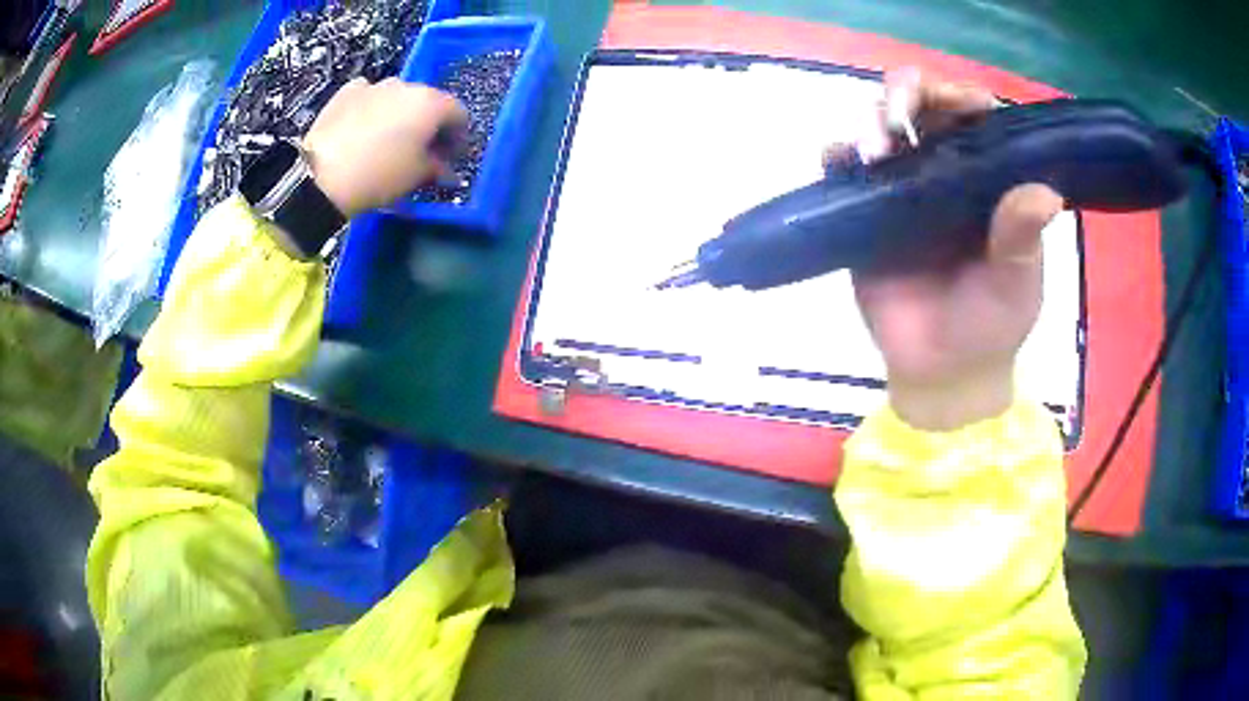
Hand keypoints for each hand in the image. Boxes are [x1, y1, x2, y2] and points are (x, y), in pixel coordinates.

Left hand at [302, 77, 467, 217]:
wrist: (321, 175)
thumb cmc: (379, 175)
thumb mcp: (416, 176)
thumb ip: (438, 167)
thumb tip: (445, 169)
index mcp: (431, 103)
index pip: (459, 114)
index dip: (458, 137)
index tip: (451, 156)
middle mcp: (407, 86)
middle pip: (428, 102)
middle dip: (428, 124)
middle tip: (420, 150)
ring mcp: (375, 85)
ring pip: (397, 97)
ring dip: (399, 115)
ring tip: (388, 140)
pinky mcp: (347, 92)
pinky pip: (369, 96)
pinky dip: (371, 108)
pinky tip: (363, 127)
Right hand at [843, 69, 1064, 430]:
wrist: (942, 373)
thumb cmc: (991, 325)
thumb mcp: (1017, 284)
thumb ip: (1023, 239)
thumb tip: (1046, 193)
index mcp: (985, 179)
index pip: (973, 118)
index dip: (963, 98)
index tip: (963, 103)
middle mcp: (942, 171)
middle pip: (919, 107)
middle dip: (907, 92)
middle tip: (901, 110)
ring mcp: (899, 189)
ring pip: (878, 128)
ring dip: (871, 121)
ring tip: (875, 148)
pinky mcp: (863, 212)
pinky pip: (843, 171)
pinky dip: (836, 155)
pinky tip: (842, 159)